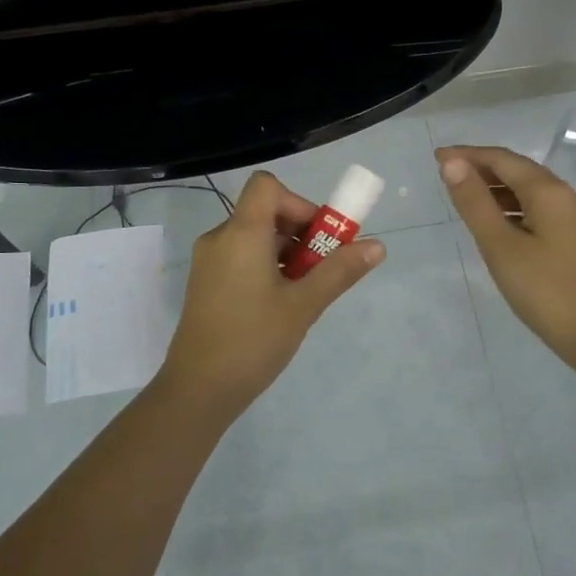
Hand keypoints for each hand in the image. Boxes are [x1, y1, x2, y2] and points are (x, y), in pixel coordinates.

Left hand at [154, 170, 384, 412]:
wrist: (198, 389)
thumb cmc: (253, 340)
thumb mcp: (304, 305)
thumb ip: (339, 271)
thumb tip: (377, 245)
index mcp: (241, 233)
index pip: (267, 186)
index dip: (298, 202)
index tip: (318, 237)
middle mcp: (220, 238)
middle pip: (265, 211)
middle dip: (300, 232)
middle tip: (320, 270)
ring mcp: (209, 261)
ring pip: (255, 236)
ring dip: (285, 252)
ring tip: (303, 292)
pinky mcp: (206, 282)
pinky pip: (241, 256)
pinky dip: (266, 266)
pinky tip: (279, 303)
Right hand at [437, 145, 575, 369]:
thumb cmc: (545, 290)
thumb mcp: (500, 246)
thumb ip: (475, 202)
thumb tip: (452, 163)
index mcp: (549, 192)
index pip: (502, 159)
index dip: (468, 155)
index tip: (436, 157)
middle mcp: (566, 196)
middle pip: (518, 171)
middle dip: (482, 168)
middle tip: (446, 174)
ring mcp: (575, 219)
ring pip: (529, 192)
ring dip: (497, 189)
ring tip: (464, 197)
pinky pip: (539, 210)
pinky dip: (512, 208)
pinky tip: (496, 224)